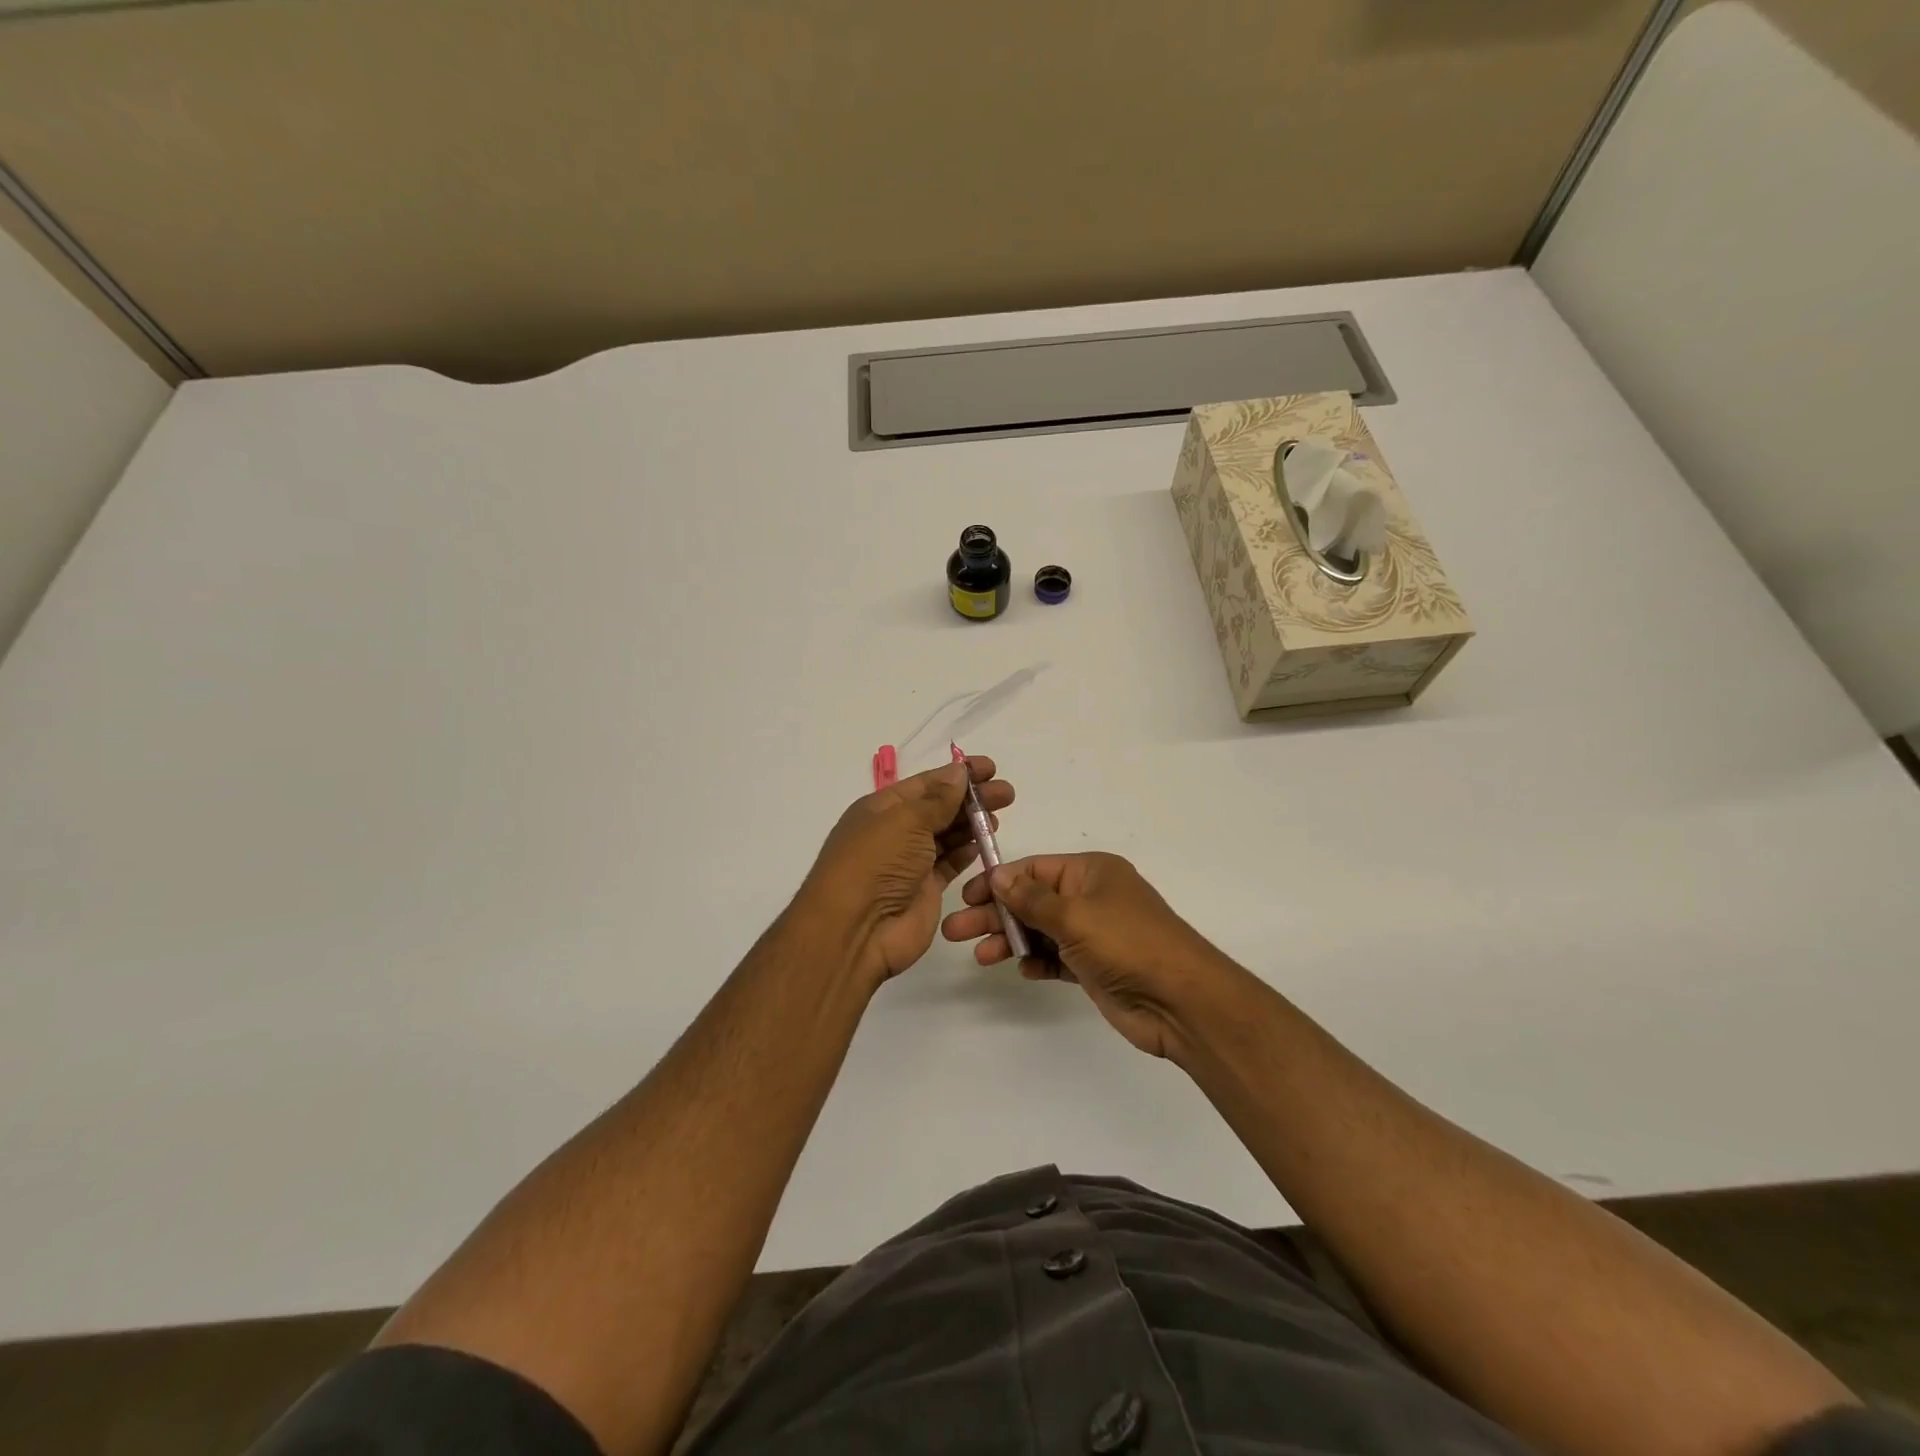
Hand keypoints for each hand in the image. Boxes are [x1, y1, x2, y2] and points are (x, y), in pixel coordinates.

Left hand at [799, 757, 1014, 989]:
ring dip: (972, 823)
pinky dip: (967, 851)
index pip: (926, 783)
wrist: (855, 930)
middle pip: (939, 807)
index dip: (958, 774)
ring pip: (947, 835)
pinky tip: (986, 841)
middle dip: (971, 798)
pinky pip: (950, 863)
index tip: (990, 768)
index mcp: (881, 808)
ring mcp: (910, 863)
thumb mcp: (905, 821)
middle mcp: (895, 832)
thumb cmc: (875, 864)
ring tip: (999, 815)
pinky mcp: (925, 889)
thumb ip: (938, 799)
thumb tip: (958, 772)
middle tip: (1006, 793)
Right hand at [941, 853, 1240, 1059]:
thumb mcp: (1075, 914)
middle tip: (955, 930)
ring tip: (979, 956)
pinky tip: (1021, 969)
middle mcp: (1090, 898)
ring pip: (1040, 931)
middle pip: (1032, 900)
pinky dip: (1037, 961)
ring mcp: (1092, 934)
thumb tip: (999, 876)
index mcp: (1090, 873)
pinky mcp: (1093, 967)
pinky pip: (1055, 958)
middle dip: (995, 914)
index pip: (1034, 869)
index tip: (967, 896)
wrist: (1180, 1001)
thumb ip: (1032, 898)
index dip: (999, 881)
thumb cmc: (1127, 943)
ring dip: (1010, 940)